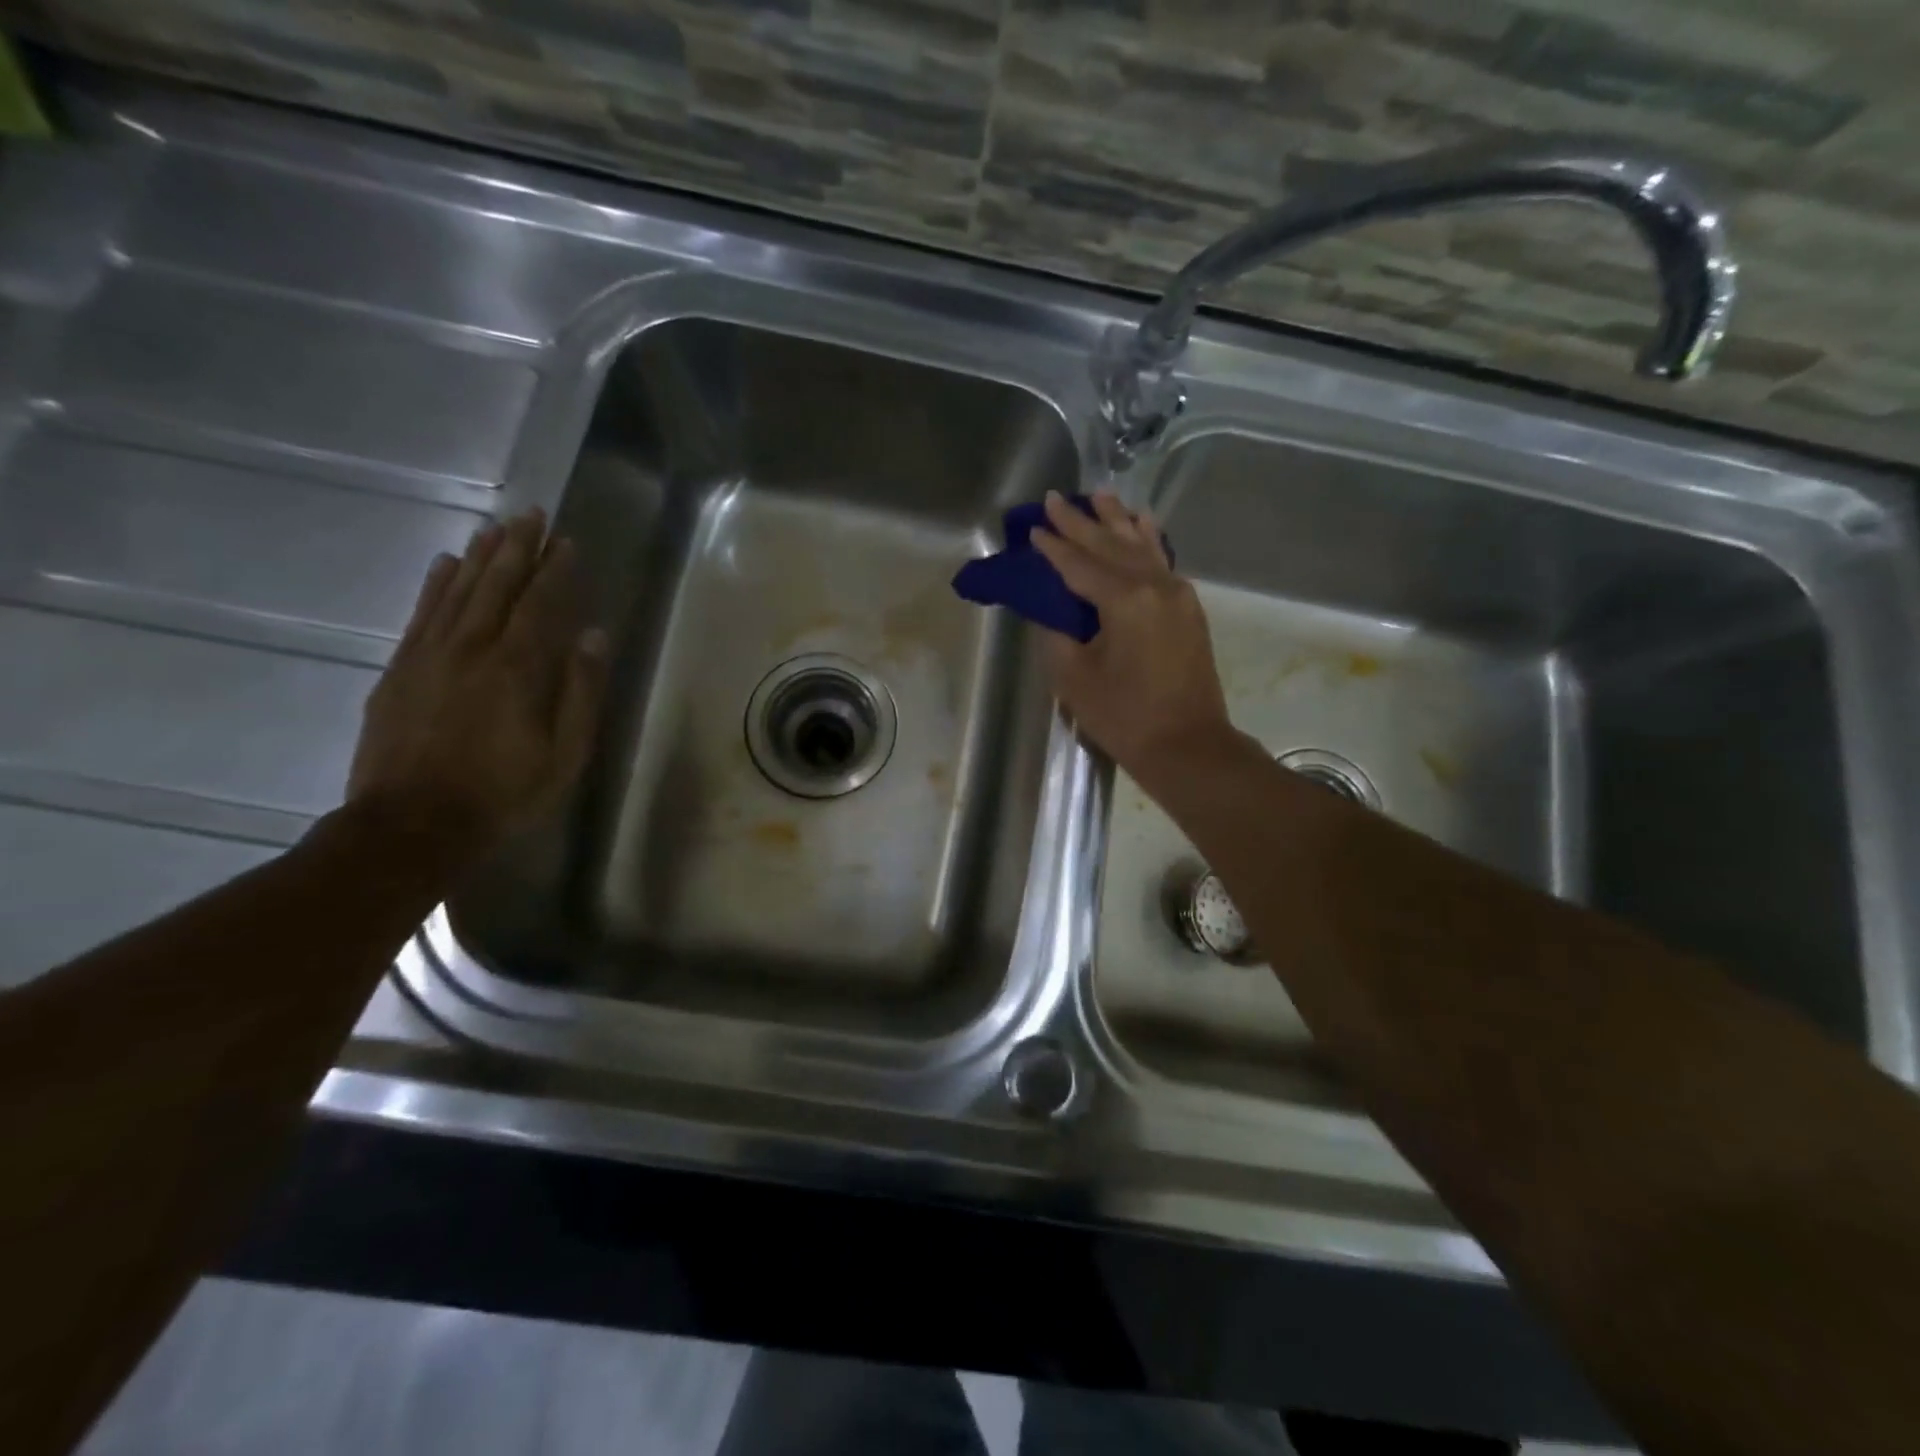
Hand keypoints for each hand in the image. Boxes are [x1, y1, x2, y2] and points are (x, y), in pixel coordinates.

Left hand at [347, 507, 608, 856]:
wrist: (411, 826)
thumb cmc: (502, 795)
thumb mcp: (564, 755)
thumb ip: (580, 693)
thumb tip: (592, 636)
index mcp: (517, 669)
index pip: (540, 604)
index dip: (555, 571)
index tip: (567, 542)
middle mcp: (472, 649)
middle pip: (497, 586)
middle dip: (518, 548)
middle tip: (532, 514)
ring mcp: (429, 656)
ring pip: (458, 592)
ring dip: (480, 556)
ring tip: (496, 526)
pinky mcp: (399, 671)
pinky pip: (420, 615)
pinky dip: (434, 585)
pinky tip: (445, 564)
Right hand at [1031, 490, 1234, 780]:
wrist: (1187, 745)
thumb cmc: (1124, 716)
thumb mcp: (1073, 678)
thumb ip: (1057, 634)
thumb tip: (1053, 610)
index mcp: (1124, 600)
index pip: (1079, 564)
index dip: (1053, 547)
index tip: (1032, 527)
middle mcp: (1154, 585)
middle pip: (1110, 546)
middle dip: (1081, 522)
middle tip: (1056, 498)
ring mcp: (1177, 594)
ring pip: (1141, 546)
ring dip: (1117, 521)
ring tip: (1100, 495)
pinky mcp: (1188, 608)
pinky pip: (1162, 561)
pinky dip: (1148, 540)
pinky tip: (1142, 524)